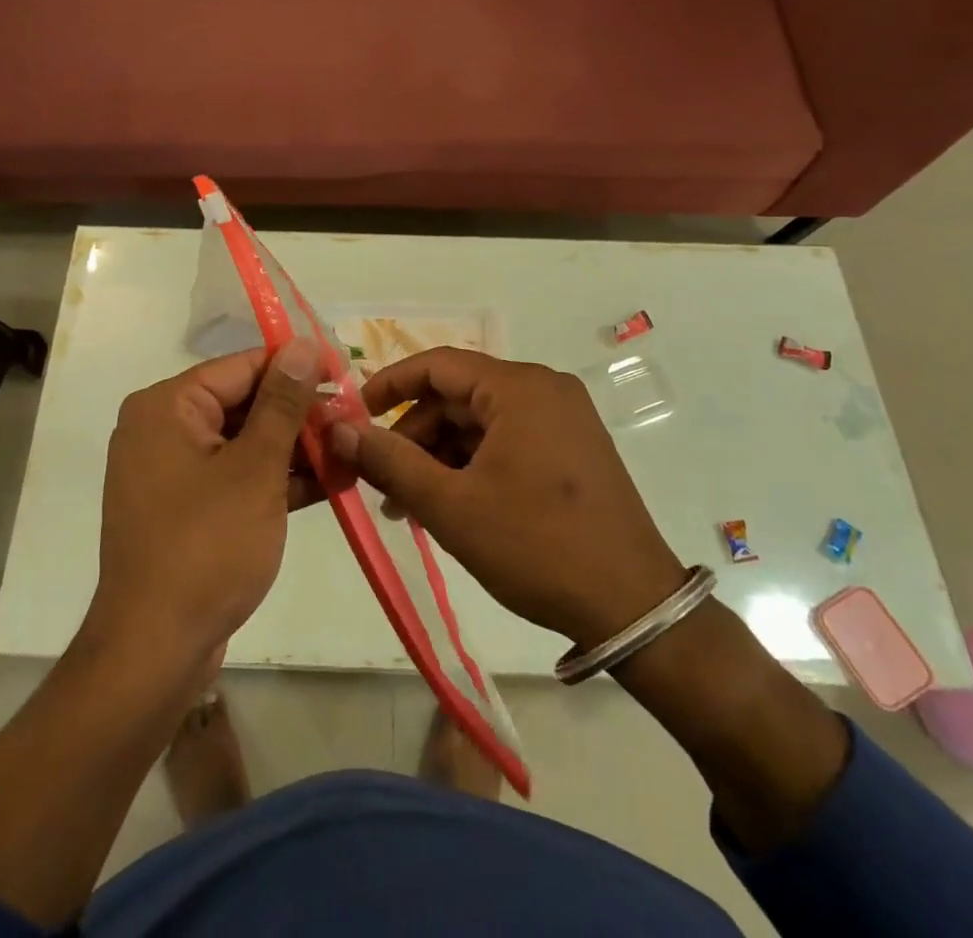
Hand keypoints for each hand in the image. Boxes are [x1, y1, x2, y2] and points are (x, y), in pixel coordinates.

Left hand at [90, 342, 321, 664]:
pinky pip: (236, 478)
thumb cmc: (206, 547)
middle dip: (300, 414)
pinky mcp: (187, 510)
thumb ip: (283, 404)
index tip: (345, 373)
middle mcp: (163, 430)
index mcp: (167, 407)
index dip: (296, 367)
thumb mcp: (255, 469)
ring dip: (296, 449)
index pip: (242, 367)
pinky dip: (276, 480)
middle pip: (243, 404)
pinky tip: (330, 482)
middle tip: (354, 419)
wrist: (154, 652)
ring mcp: (173, 473)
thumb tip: (303, 345)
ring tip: (351, 450)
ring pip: (244, 443)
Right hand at [329, 349, 685, 648]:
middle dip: (414, 435)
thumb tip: (338, 428)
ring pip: (481, 422)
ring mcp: (564, 419)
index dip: (389, 384)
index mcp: (519, 387)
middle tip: (381, 480)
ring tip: (410, 506)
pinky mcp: (573, 449)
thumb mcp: (451, 506)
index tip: (354, 414)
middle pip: (458, 396)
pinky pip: (507, 440)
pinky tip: (452, 505)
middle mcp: (545, 390)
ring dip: (441, 455)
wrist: (634, 608)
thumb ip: (389, 461)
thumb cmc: (536, 546)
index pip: (438, 364)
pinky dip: (473, 464)